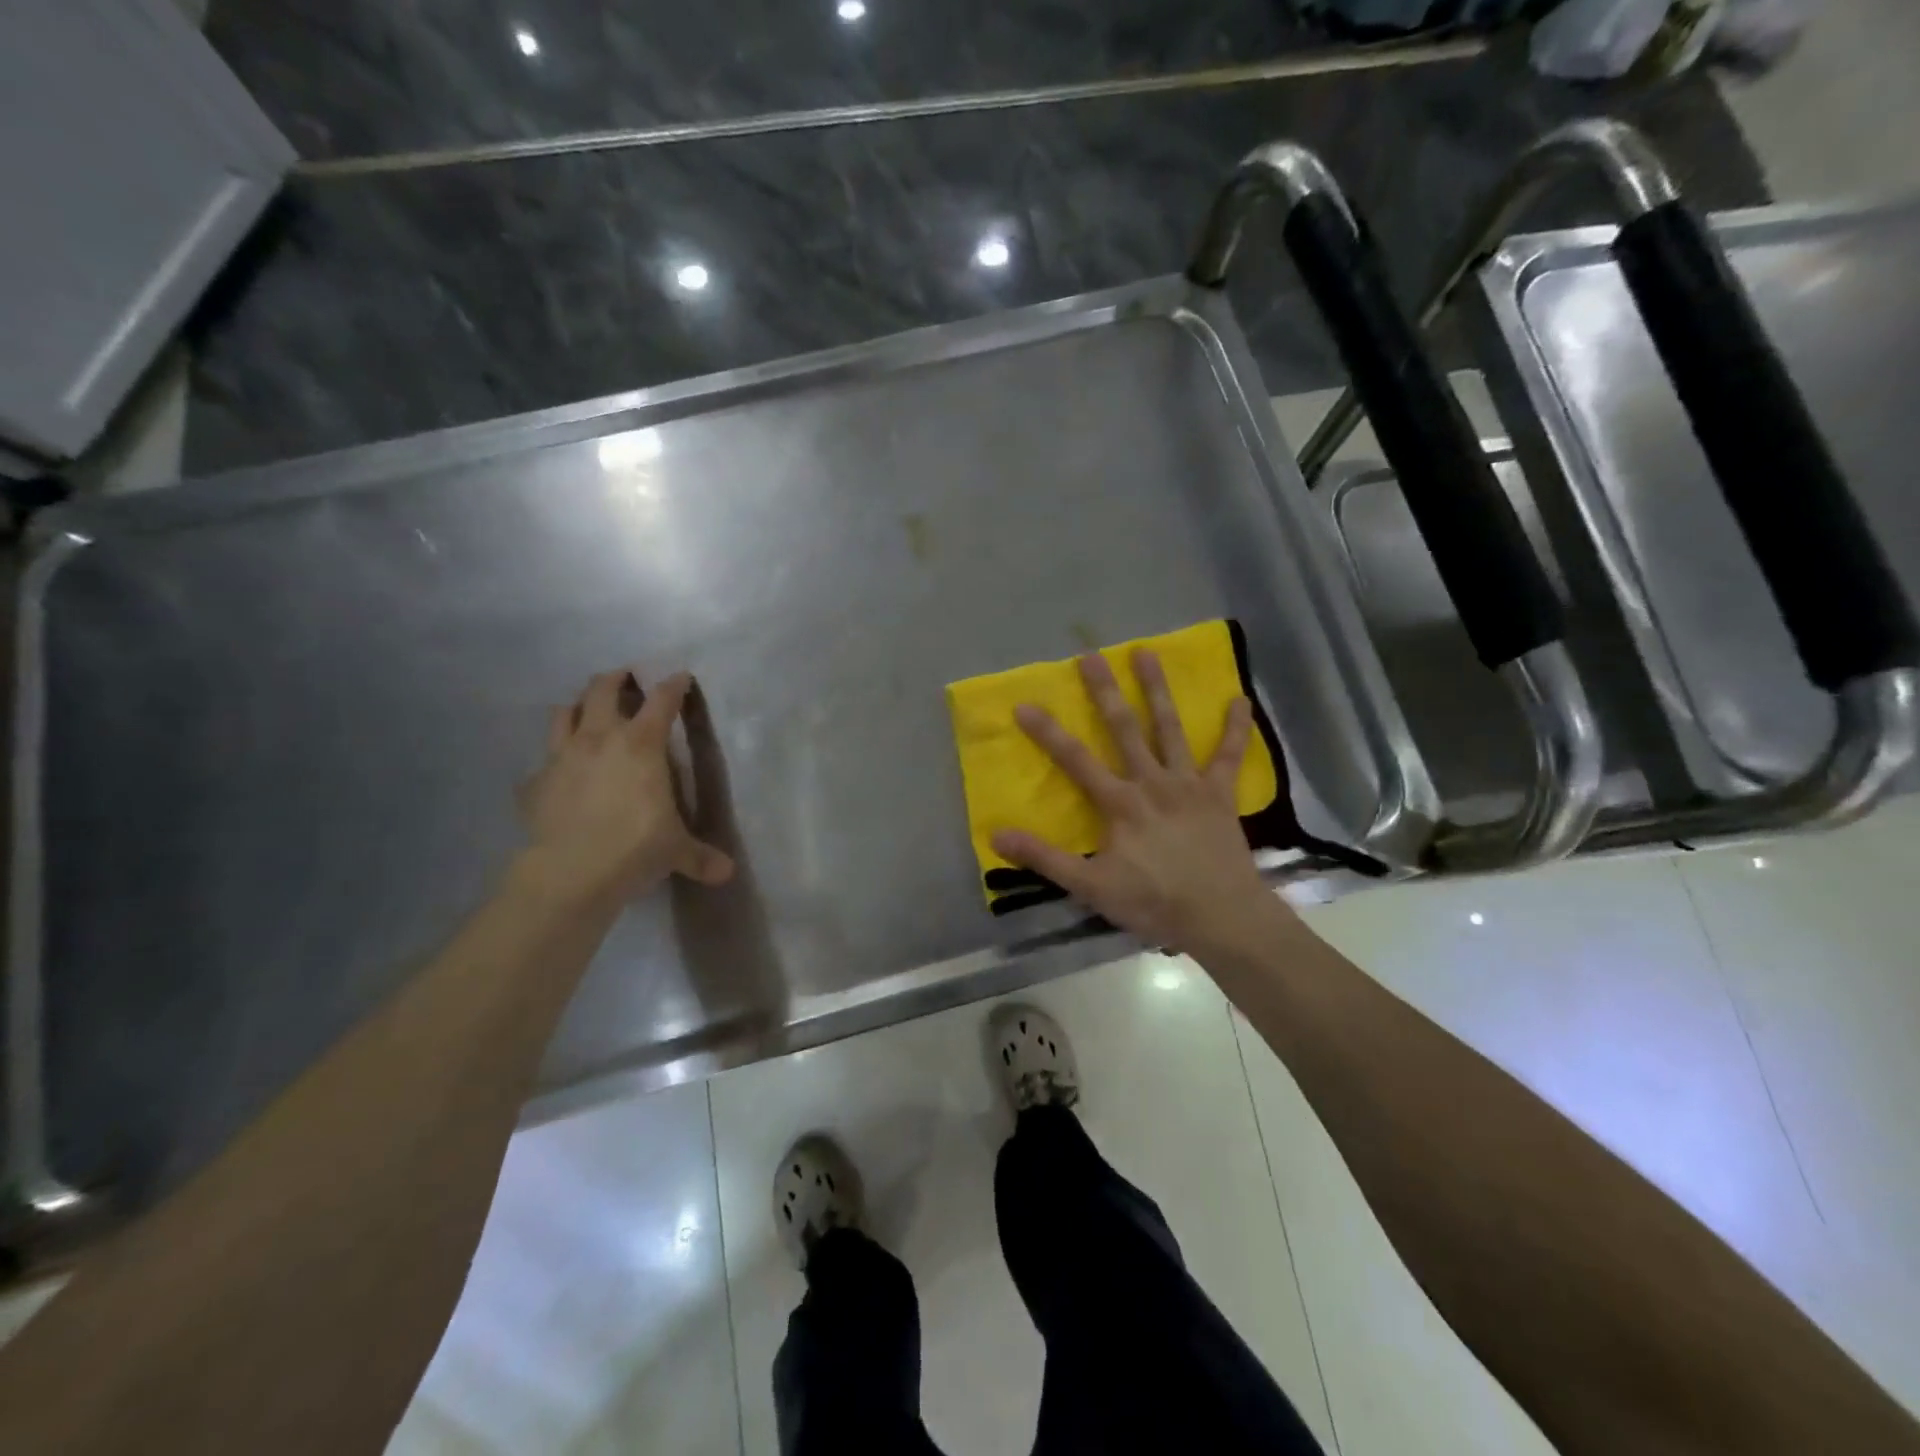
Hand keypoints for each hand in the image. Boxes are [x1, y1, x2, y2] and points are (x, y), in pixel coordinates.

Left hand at [516, 669, 734, 906]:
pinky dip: (553, 760)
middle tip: (625, 679)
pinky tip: (561, 773)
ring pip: (565, 713)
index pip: (662, 700)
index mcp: (641, 744)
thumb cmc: (636, 847)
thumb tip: (727, 872)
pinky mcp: (534, 782)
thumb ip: (700, 856)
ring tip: (588, 713)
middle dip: (616, 679)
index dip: (673, 685)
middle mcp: (599, 739)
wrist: (570, 872)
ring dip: (578, 707)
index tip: (681, 678)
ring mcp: (561, 757)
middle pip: (602, 690)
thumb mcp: (676, 851)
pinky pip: (542, 761)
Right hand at [991, 649, 1284, 956]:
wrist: (1220, 916)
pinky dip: (1235, 728)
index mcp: (1120, 803)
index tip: (1024, 704)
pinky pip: (1229, 756)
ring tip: (1146, 653)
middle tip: (1091, 655)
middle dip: (1104, 691)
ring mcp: (1188, 784)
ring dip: (1157, 690)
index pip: (1075, 760)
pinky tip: (1240, 699)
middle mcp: (1152, 782)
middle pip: (1124, 728)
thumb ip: (1045, 858)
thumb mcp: (1090, 886)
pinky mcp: (1219, 794)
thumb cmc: (1153, 902)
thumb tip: (997, 834)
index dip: (1047, 732)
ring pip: (1170, 729)